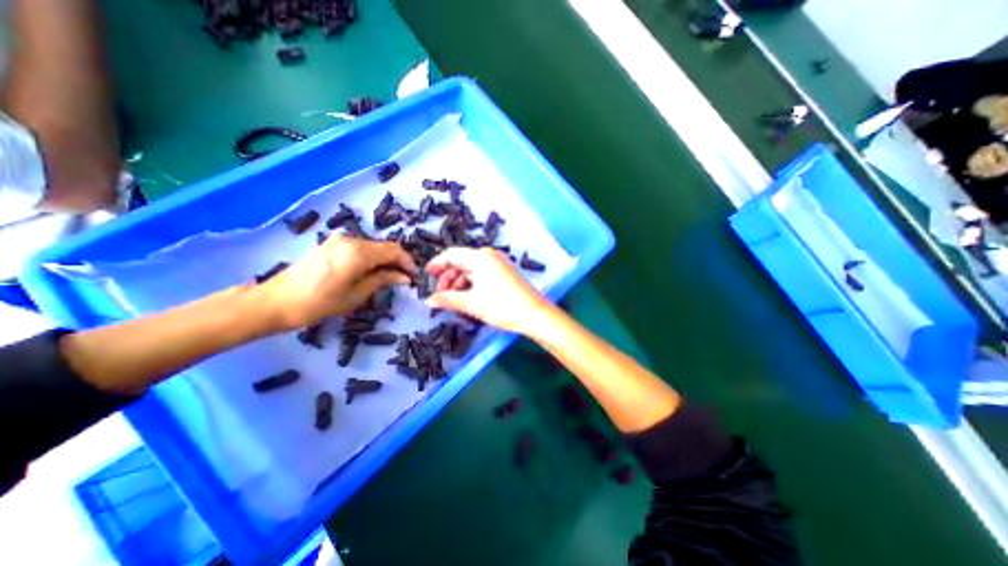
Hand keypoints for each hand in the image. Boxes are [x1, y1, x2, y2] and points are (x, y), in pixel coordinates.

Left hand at [263, 234, 417, 330]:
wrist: (274, 302)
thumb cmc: (318, 304)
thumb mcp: (355, 295)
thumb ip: (382, 281)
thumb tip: (404, 277)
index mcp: (358, 253)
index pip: (394, 251)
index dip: (407, 262)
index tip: (414, 277)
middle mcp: (350, 241)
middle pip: (384, 247)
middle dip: (397, 261)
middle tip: (403, 279)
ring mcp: (338, 240)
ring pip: (373, 247)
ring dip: (384, 260)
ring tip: (388, 278)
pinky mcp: (330, 245)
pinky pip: (359, 248)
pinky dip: (370, 258)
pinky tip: (369, 272)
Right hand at [425, 245, 550, 333]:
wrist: (535, 314)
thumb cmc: (501, 306)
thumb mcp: (471, 303)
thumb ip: (447, 300)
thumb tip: (428, 301)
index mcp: (479, 257)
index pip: (451, 254)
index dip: (437, 264)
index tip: (426, 275)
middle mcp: (489, 255)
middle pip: (461, 261)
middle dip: (448, 277)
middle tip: (441, 294)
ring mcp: (499, 263)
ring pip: (472, 268)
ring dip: (460, 282)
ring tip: (454, 299)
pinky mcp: (506, 272)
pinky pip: (483, 273)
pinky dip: (473, 283)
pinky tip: (470, 297)